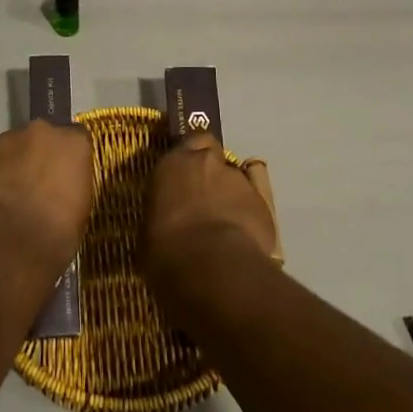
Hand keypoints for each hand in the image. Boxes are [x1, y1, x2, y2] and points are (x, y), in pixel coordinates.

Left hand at [0, 122, 93, 283]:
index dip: (67, 158)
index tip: (64, 176)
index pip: (76, 139)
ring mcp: (4, 141)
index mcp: (73, 142)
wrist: (8, 244)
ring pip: (10, 149)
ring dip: (11, 166)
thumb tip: (60, 189)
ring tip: (8, 198)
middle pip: (40, 138)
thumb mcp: (80, 208)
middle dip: (37, 156)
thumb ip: (70, 184)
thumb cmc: (57, 233)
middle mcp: (40, 132)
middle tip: (35, 186)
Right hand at [143, 135, 278, 284]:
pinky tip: (245, 230)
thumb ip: (161, 212)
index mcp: (172, 164)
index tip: (185, 177)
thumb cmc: (167, 252)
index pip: (186, 143)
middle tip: (204, 196)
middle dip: (209, 170)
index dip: (189, 159)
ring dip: (229, 192)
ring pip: (234, 177)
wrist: (213, 268)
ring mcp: (237, 178)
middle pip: (212, 153)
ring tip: (226, 222)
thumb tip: (165, 222)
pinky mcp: (262, 200)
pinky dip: (249, 209)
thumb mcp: (149, 231)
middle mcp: (205, 161)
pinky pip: (255, 198)